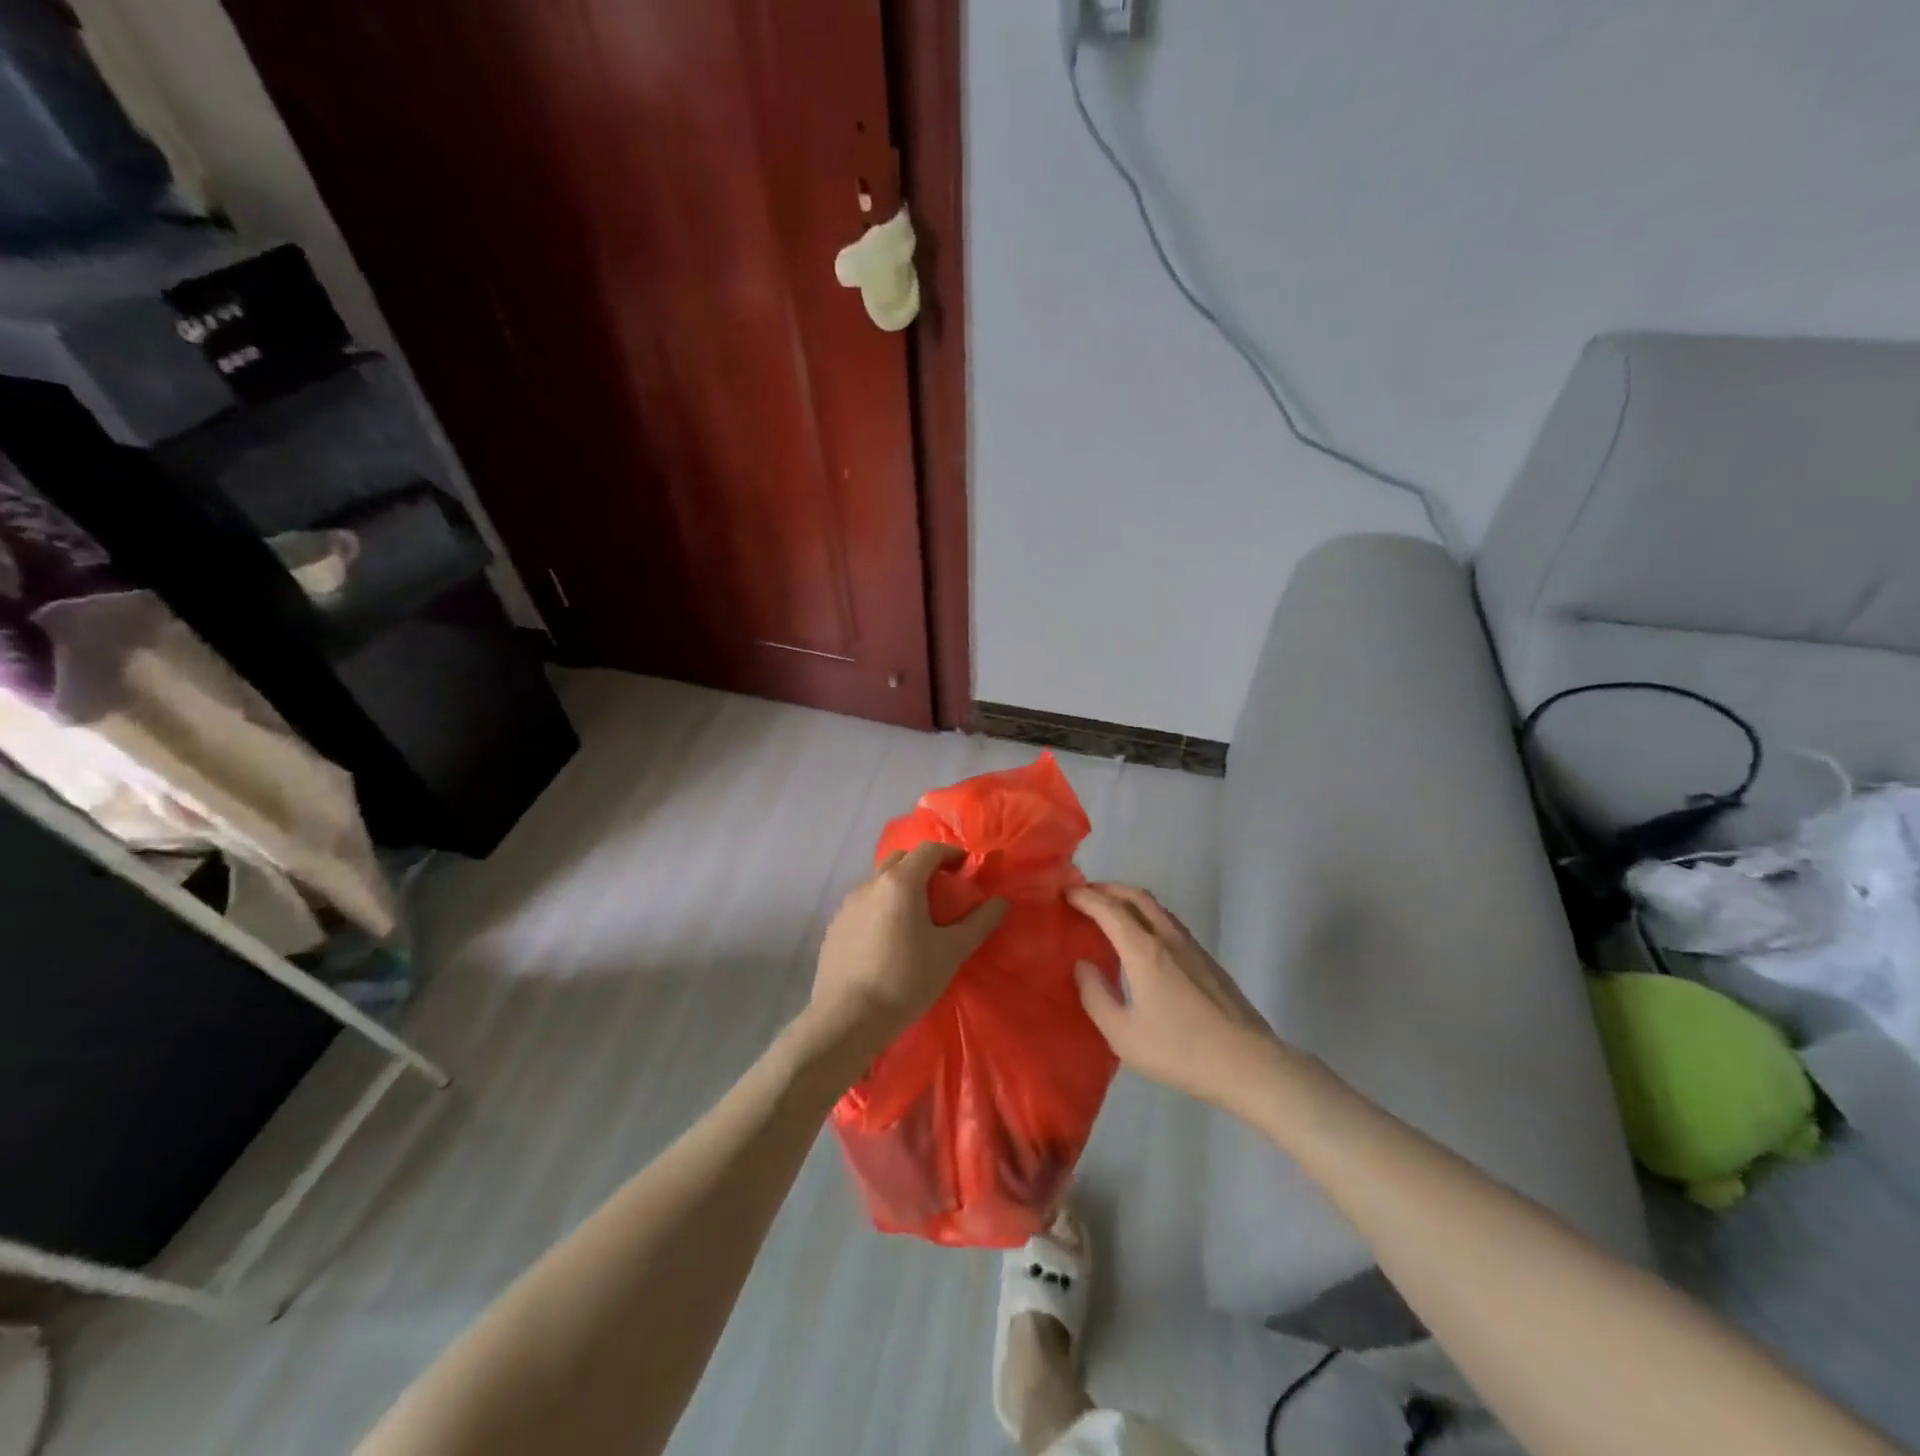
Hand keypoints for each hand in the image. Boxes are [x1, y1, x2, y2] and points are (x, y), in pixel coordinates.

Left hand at [807, 842, 1006, 1057]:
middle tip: (942, 890)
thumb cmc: (905, 980)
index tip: (965, 869)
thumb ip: (978, 923)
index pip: (929, 850)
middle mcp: (870, 884)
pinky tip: (888, 939)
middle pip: (901, 860)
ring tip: (915, 917)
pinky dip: (881, 908)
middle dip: (924, 866)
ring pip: (879, 882)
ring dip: (900, 887)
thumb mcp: (951, 952)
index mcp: (900, 882)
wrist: (847, 1019)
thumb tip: (1000, 901)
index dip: (951, 854)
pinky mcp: (834, 926)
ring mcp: (847, 905)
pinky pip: (863, 905)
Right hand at [1068, 883, 1282, 1107]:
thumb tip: (1083, 964)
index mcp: (1144, 950)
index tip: (1065, 893)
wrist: (1249, 1064)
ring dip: (1130, 901)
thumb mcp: (1123, 1035)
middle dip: (1108, 889)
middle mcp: (1168, 938)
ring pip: (1157, 908)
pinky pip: (1170, 924)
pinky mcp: (1208, 962)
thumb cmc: (1180, 1050)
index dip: (1085, 896)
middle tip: (1086, 896)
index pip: (1109, 908)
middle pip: (1137, 896)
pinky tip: (1143, 942)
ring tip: (1111, 915)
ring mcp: (1193, 947)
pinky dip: (1148, 918)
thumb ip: (1096, 996)